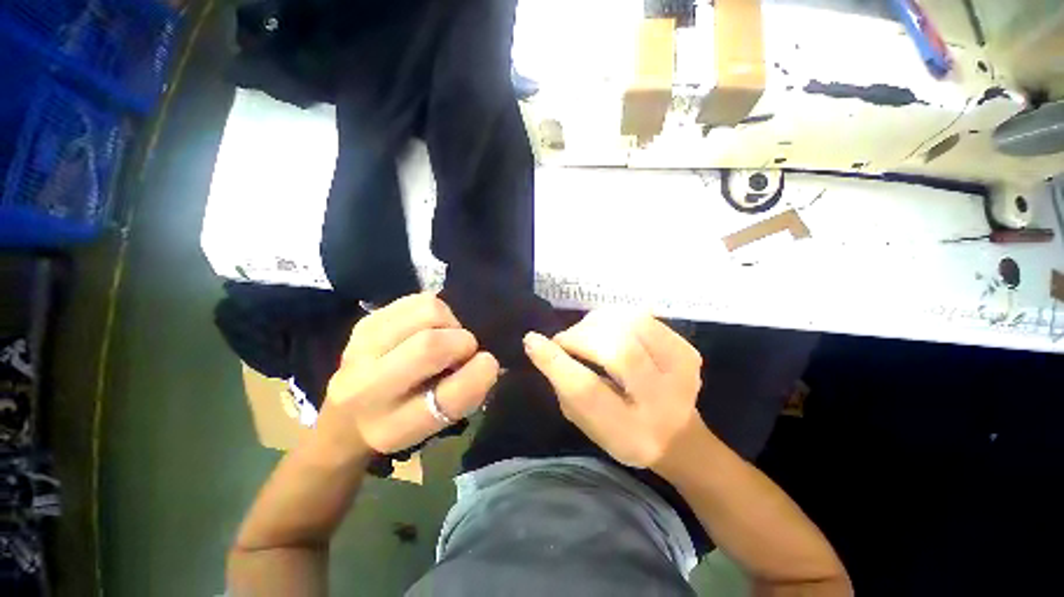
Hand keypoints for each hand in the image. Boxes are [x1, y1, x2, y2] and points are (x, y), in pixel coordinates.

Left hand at [320, 293, 499, 454]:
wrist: (348, 416)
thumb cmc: (403, 422)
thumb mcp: (437, 426)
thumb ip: (465, 394)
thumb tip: (484, 358)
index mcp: (393, 426)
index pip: (447, 397)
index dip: (479, 375)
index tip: (487, 364)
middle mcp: (368, 386)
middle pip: (431, 345)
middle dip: (463, 343)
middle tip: (462, 352)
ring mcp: (362, 345)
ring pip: (428, 311)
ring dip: (450, 323)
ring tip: (445, 337)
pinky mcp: (367, 320)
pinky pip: (419, 299)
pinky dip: (437, 311)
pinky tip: (430, 326)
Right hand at [523, 311, 702, 469]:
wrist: (678, 435)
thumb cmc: (623, 434)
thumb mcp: (585, 423)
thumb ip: (563, 385)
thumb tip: (538, 344)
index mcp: (632, 431)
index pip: (587, 390)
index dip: (556, 362)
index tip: (532, 341)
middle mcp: (663, 400)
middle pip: (616, 349)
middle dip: (579, 337)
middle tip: (565, 342)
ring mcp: (682, 369)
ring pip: (630, 324)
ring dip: (596, 323)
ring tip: (586, 334)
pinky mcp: (687, 348)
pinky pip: (642, 316)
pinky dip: (615, 317)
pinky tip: (607, 329)